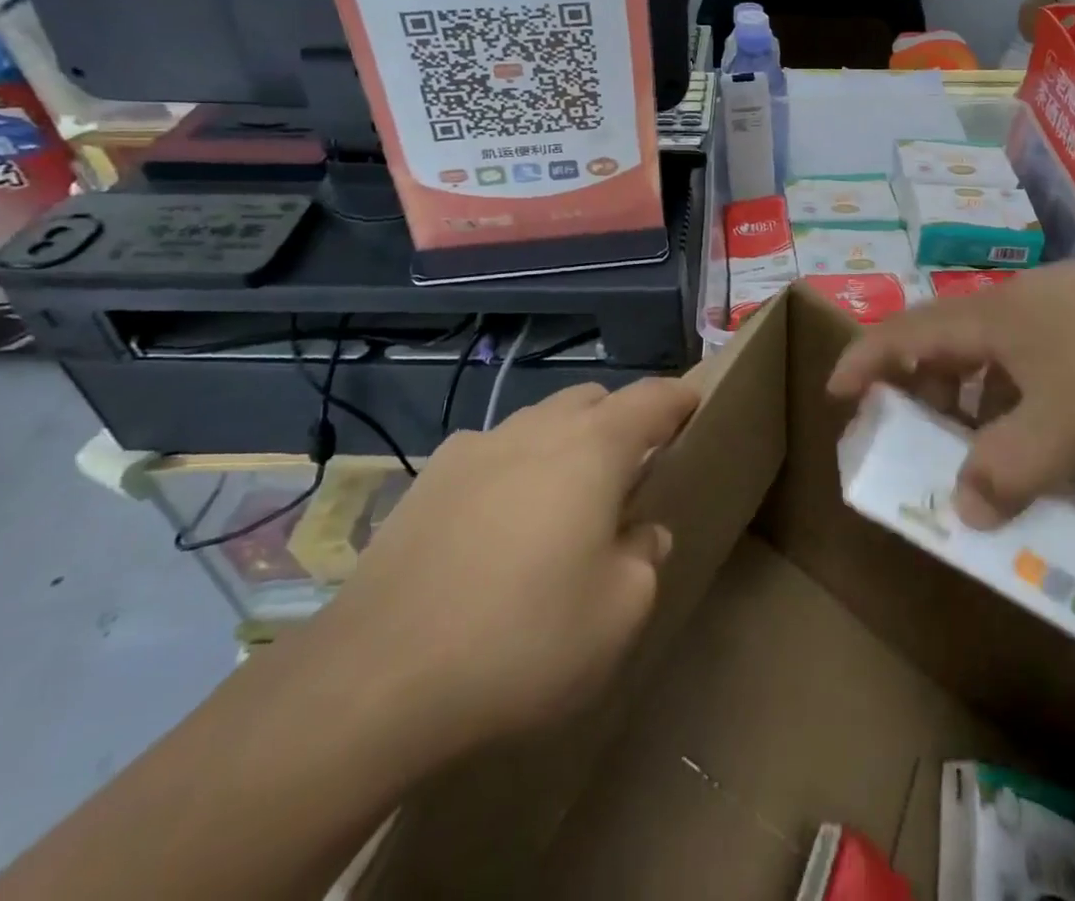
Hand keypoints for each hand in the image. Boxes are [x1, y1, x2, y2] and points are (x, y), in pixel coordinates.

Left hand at [304, 377, 696, 770]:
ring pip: (539, 421)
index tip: (695, 405)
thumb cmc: (524, 640)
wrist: (379, 675)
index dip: (679, 399)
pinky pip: (491, 451)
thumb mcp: (617, 614)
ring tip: (563, 501)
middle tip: (631, 471)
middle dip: (621, 420)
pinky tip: (498, 524)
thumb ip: (644, 558)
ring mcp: (476, 447)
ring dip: (565, 442)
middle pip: (593, 400)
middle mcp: (536, 429)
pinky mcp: (429, 478)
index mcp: (593, 449)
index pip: (651, 399)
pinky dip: (513, 467)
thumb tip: (642, 532)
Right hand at [827, 239, 1074, 528]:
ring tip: (982, 460)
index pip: (901, 334)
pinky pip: (1034, 371)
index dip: (862, 362)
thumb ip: (1008, 469)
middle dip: (918, 397)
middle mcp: (1011, 312)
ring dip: (974, 410)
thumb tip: (960, 510)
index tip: (835, 395)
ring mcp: (1055, 317)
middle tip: (913, 445)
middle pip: (942, 350)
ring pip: (992, 364)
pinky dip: (1022, 408)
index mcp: (987, 321)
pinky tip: (1050, 444)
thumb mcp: (1069, 422)